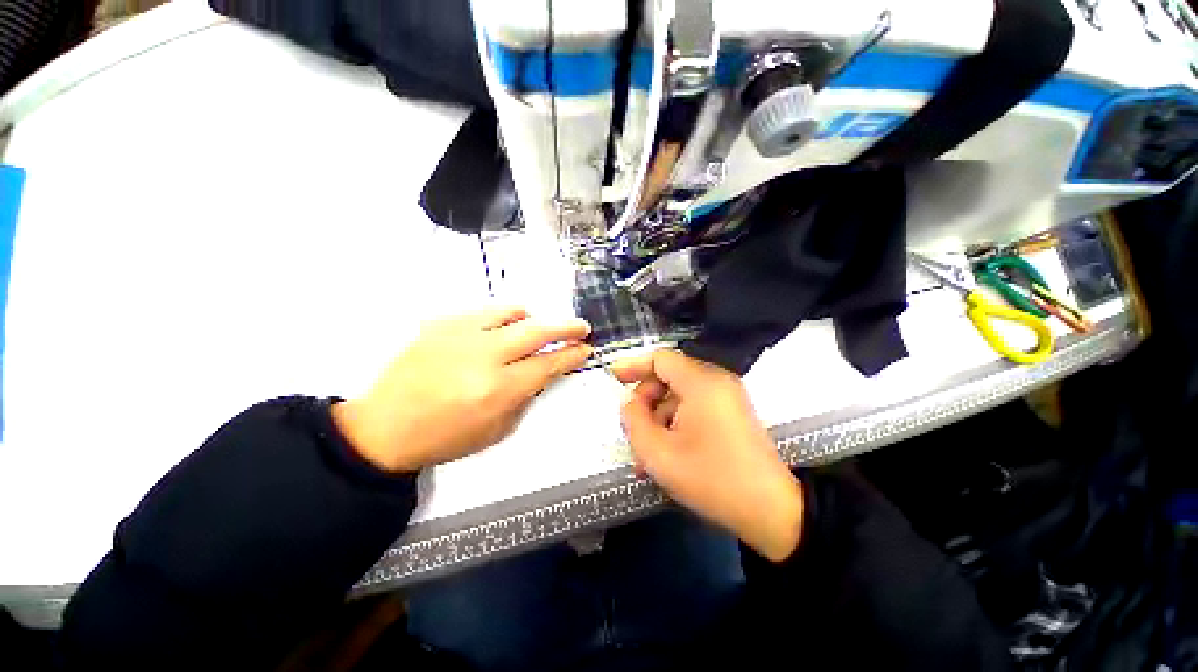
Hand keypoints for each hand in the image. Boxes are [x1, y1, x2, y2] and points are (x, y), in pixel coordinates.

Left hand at [333, 306, 592, 472]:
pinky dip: (504, 317)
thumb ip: (526, 396)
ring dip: (533, 319)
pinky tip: (502, 329)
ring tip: (536, 328)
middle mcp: (483, 356)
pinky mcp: (442, 323)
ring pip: (512, 312)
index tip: (586, 349)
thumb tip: (545, 371)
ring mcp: (460, 334)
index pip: (548, 364)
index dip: (572, 355)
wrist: (384, 427)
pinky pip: (485, 311)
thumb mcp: (497, 429)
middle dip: (566, 327)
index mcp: (498, 390)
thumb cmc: (445, 437)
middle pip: (537, 331)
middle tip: (581, 327)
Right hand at [611, 350, 803, 561]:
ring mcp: (727, 397)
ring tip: (647, 451)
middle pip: (669, 376)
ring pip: (680, 394)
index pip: (660, 359)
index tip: (613, 379)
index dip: (633, 366)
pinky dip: (676, 422)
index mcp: (701, 382)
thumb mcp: (658, 453)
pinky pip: (695, 407)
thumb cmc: (711, 478)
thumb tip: (629, 402)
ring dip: (659, 416)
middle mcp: (717, 381)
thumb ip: (633, 420)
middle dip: (646, 400)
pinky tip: (667, 451)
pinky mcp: (732, 413)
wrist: (771, 511)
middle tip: (632, 428)